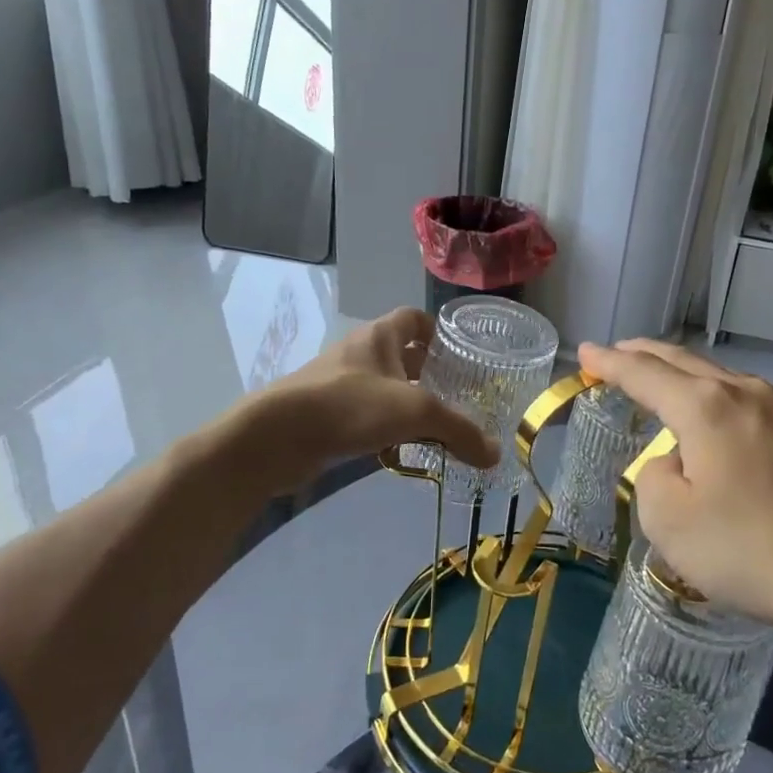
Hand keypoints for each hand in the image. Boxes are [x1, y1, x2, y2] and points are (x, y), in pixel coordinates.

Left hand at [245, 308, 499, 489]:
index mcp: (380, 336)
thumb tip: (495, 454)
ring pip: (383, 386)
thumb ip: (459, 431)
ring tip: (436, 427)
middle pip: (402, 354)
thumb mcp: (416, 413)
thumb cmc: (351, 406)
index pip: (414, 318)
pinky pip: (366, 414)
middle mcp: (359, 352)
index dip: (438, 333)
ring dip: (407, 403)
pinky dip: (385, 428)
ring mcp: (339, 382)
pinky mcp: (326, 413)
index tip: (460, 357)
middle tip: (458, 398)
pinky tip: (401, 451)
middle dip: (428, 374)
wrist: (277, 437)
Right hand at [578, 340, 772, 641]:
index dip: (609, 362)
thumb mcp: (670, 523)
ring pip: (725, 381)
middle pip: (686, 363)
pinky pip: (755, 407)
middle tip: (619, 354)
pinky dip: (723, 404)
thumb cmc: (752, 551)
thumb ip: (654, 479)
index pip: (644, 374)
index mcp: (706, 407)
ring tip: (669, 387)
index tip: (585, 352)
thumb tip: (675, 463)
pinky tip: (726, 427)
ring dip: (689, 378)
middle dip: (647, 356)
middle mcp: (748, 394)